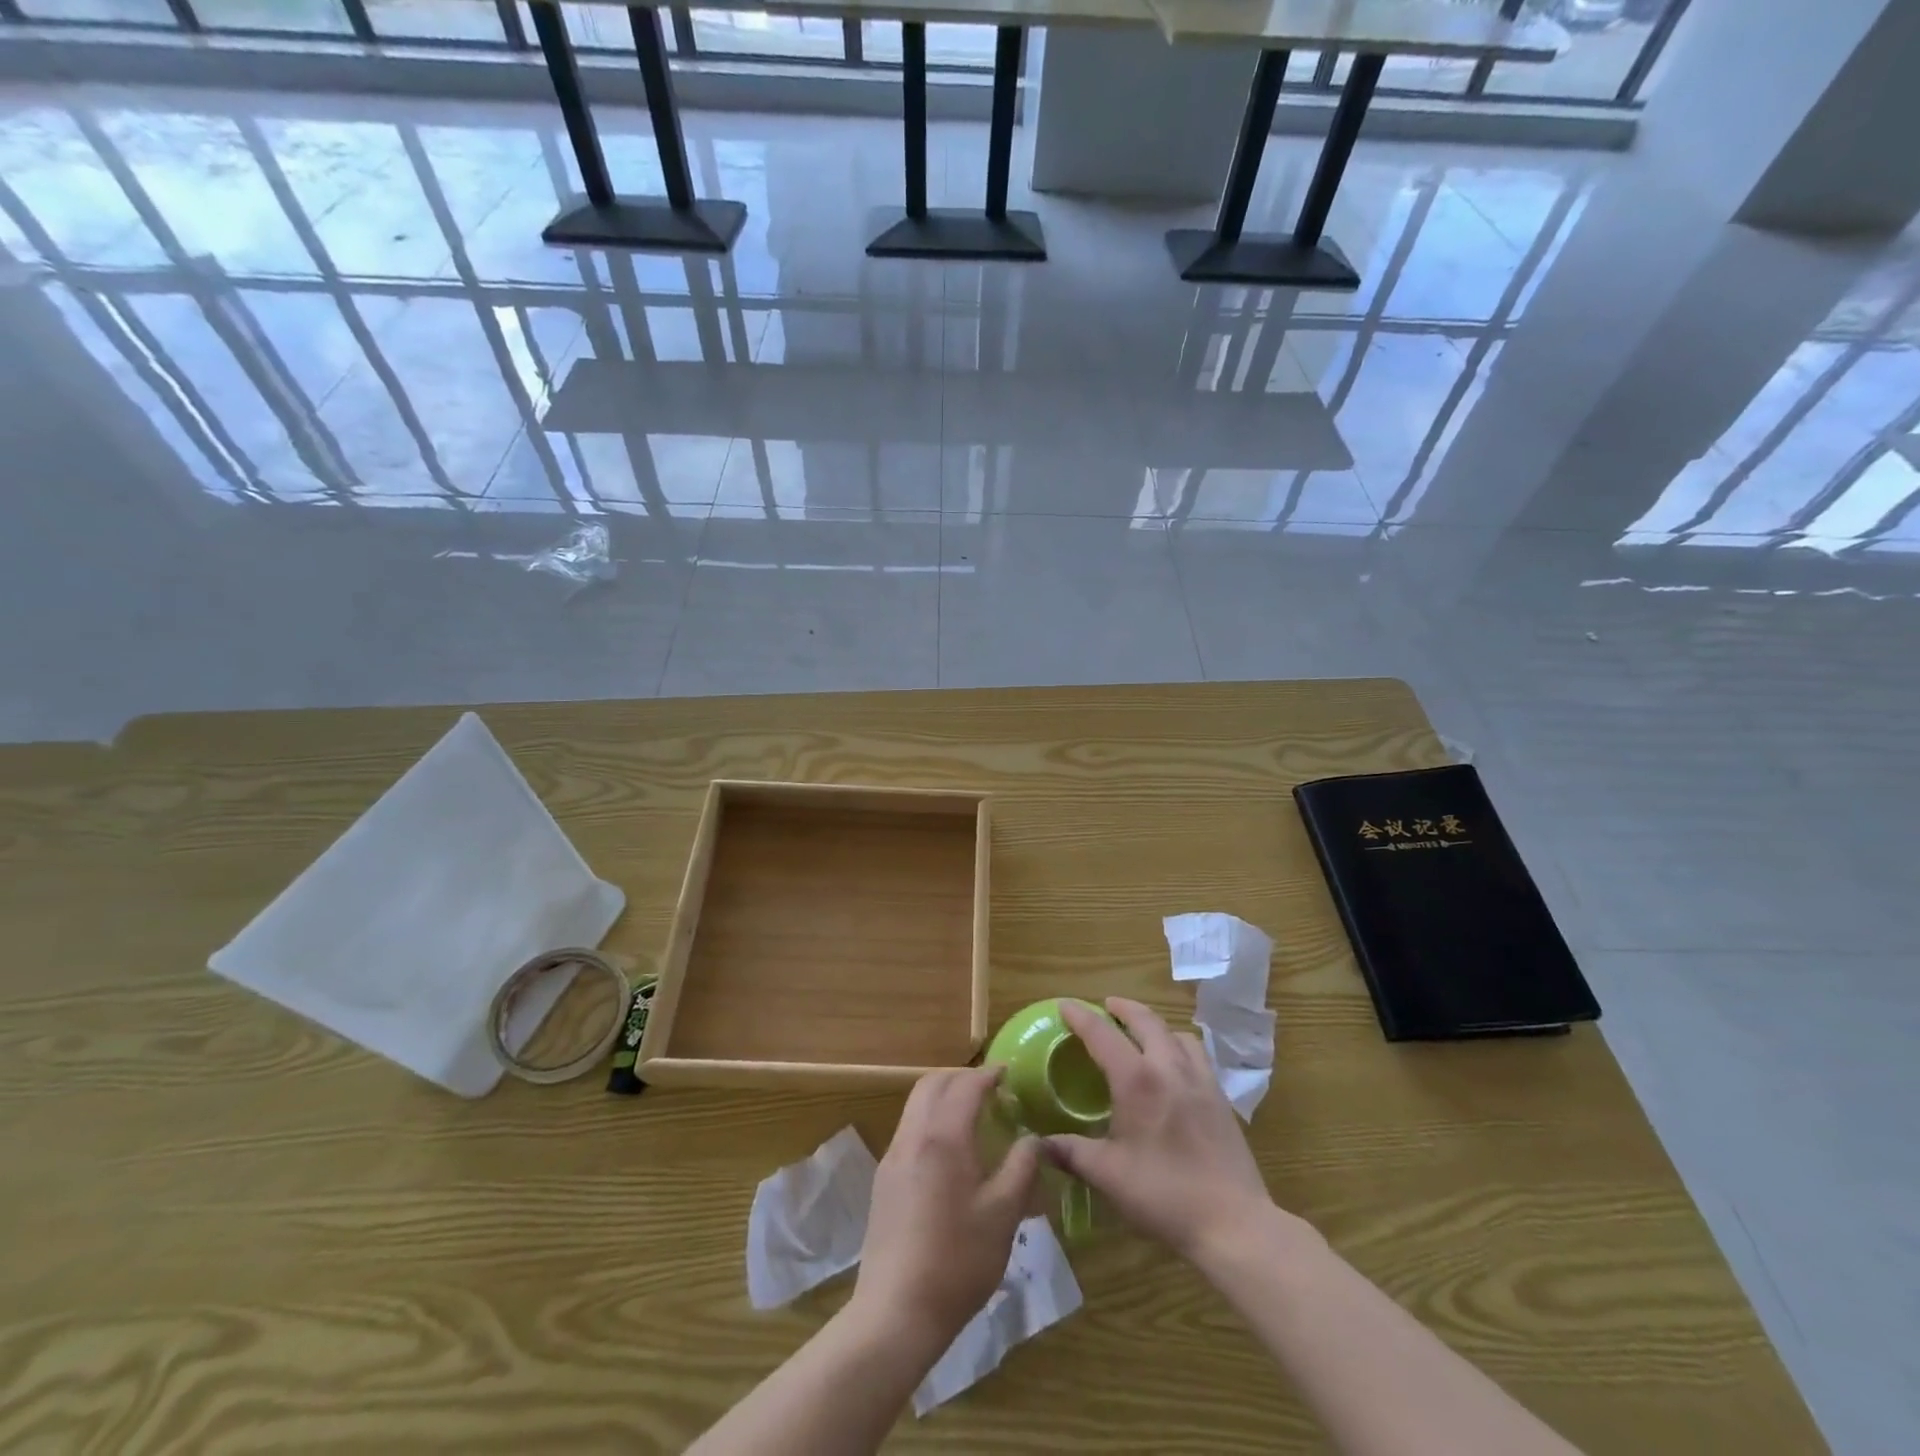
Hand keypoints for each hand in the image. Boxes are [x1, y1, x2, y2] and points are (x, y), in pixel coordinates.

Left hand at [851, 1067, 1040, 1352]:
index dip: (988, 1075)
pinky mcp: (884, 1179)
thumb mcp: (1004, 1215)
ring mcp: (892, 1156)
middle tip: (990, 1089)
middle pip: (932, 1083)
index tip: (1009, 1074)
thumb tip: (1034, 1139)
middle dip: (961, 1077)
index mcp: (943, 1137)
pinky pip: (909, 1129)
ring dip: (943, 1096)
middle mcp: (913, 1135)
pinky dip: (931, 1119)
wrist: (896, 1312)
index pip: (965, 1085)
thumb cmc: (957, 1261)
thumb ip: (1022, 1168)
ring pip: (916, 1104)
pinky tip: (951, 1150)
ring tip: (973, 1115)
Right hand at [1048, 998, 1274, 1262]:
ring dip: (1155, 1024)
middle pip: (1145, 1020)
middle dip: (1123, 1007)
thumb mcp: (1108, 1175)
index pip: (1102, 1034)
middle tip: (1106, 1006)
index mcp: (1136, 1080)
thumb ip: (1071, 1153)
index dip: (1080, 1016)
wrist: (1233, 1222)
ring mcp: (1200, 1079)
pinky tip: (1174, 1067)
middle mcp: (1169, 1067)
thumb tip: (1039, 1143)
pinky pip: (1196, 1054)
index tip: (1065, 1005)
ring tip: (1142, 1033)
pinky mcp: (1220, 1097)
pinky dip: (1179, 1045)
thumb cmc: (1164, 1195)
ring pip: (1176, 1033)